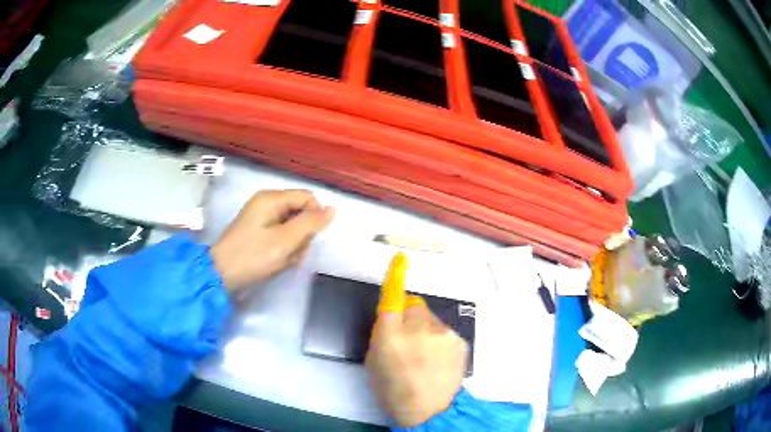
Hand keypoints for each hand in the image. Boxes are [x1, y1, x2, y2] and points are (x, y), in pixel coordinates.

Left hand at [210, 190, 334, 290]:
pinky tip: (279, 261)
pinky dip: (285, 249)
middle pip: (301, 212)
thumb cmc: (253, 256)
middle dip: (303, 235)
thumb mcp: (285, 241)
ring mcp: (261, 218)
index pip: (308, 198)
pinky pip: (281, 235)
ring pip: (293, 227)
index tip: (308, 240)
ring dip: (295, 245)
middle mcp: (267, 203)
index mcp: (271, 199)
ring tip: (285, 261)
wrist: (221, 275)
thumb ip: (311, 223)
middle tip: (294, 254)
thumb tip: (333, 209)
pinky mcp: (258, 232)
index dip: (315, 217)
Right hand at [365, 253, 467, 426]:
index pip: (391, 298)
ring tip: (426, 355)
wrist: (430, 411)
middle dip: (409, 317)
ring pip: (430, 319)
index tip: (400, 258)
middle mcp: (418, 328)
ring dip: (425, 330)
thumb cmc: (393, 391)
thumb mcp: (373, 363)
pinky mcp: (459, 339)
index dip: (394, 277)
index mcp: (390, 335)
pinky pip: (444, 331)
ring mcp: (442, 332)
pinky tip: (439, 360)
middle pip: (414, 306)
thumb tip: (391, 321)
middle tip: (408, 340)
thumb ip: (381, 336)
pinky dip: (439, 340)